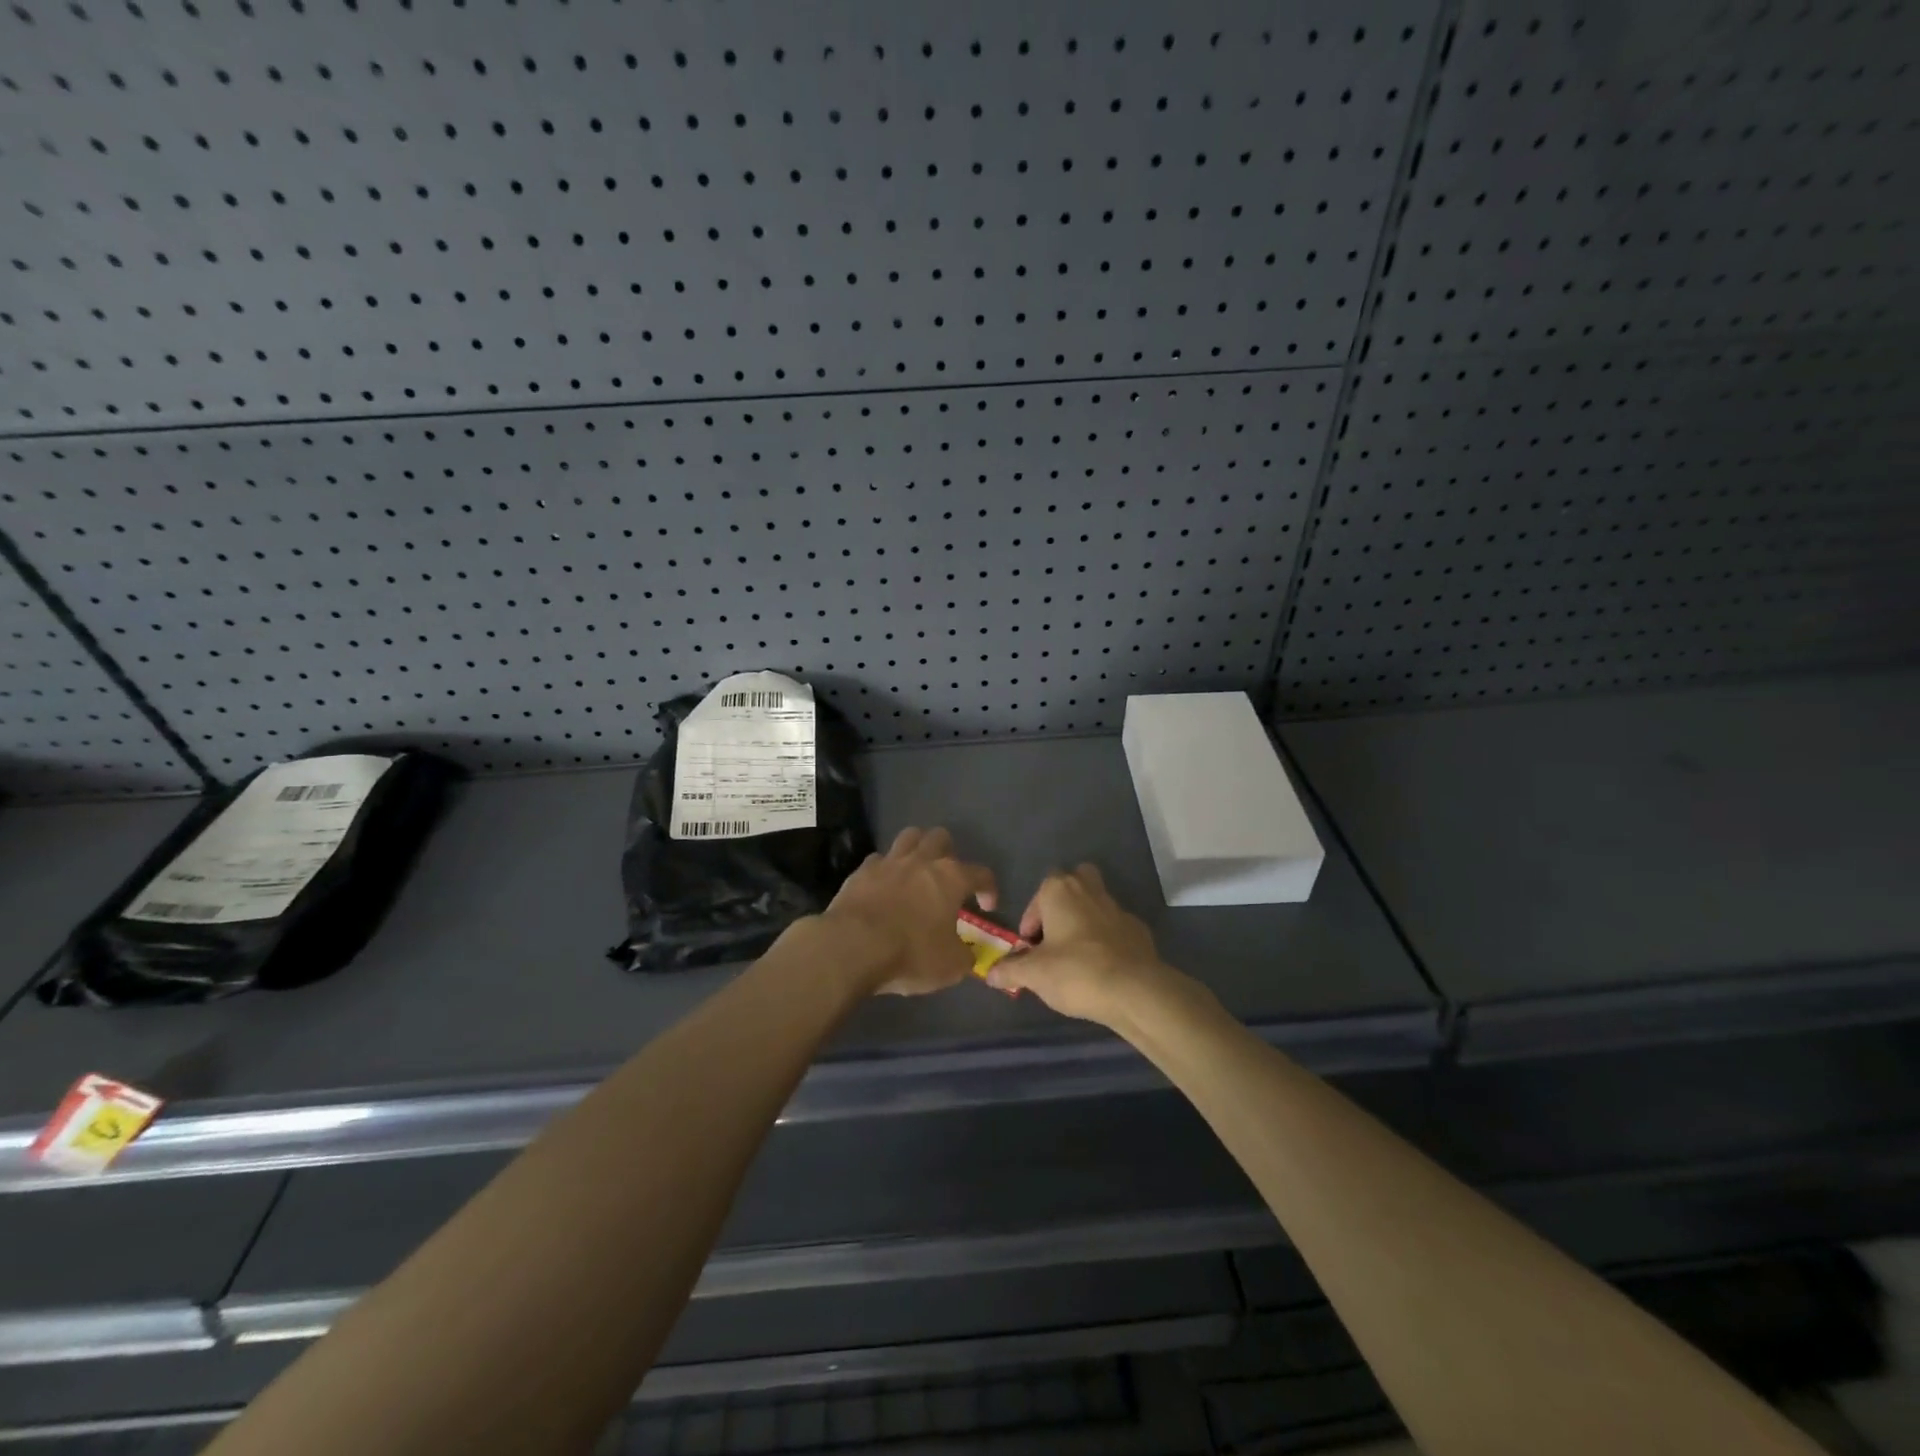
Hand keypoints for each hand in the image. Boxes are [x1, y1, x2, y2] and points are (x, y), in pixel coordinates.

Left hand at [820, 827, 997, 995]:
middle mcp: (922, 861)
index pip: (981, 873)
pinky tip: (884, 886)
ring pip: (909, 837)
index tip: (988, 906)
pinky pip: (878, 859)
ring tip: (917, 871)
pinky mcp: (861, 871)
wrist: (852, 947)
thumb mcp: (950, 966)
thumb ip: (964, 955)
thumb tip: (967, 954)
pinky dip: (885, 869)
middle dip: (949, 854)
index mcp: (951, 878)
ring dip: (917, 849)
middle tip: (947, 879)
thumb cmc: (911, 953)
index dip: (989, 889)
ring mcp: (889, 862)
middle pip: (941, 838)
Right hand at [984, 864, 1185, 1026]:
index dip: (1032, 920)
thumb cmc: (1076, 971)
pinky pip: (1116, 929)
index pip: (1039, 893)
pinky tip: (1103, 968)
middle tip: (1055, 936)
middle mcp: (1090, 890)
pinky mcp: (1139, 930)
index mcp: (1061, 890)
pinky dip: (1108, 941)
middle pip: (1074, 881)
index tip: (1030, 947)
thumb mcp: (1034, 975)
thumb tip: (991, 973)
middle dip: (1063, 903)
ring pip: (1096, 904)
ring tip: (1077, 957)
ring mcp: (1118, 909)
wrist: (1135, 990)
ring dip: (1085, 922)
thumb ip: (1010, 970)